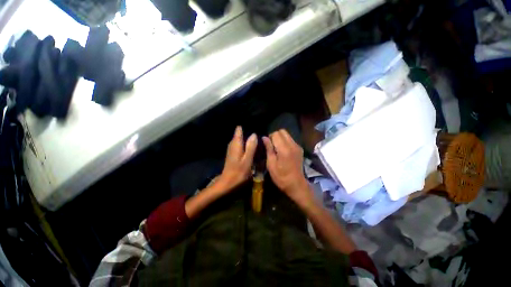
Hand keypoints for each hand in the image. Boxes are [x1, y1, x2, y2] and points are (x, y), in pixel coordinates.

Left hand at [218, 126, 257, 191]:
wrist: (227, 182)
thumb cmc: (239, 172)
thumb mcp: (247, 160)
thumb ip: (251, 147)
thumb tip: (254, 134)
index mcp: (236, 144)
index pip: (238, 130)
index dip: (244, 126)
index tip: (252, 121)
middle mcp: (232, 144)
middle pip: (238, 133)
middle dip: (245, 130)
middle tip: (255, 126)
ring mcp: (231, 149)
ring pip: (237, 138)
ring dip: (244, 135)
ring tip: (253, 133)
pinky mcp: (232, 153)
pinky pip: (238, 143)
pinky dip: (242, 141)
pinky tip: (248, 143)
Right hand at [262, 130, 310, 203]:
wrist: (296, 184)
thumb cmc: (281, 177)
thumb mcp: (271, 164)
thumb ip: (268, 149)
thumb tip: (264, 137)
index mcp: (284, 149)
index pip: (276, 134)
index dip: (270, 137)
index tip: (267, 144)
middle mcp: (292, 145)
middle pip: (283, 131)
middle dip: (275, 135)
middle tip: (271, 145)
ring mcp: (297, 146)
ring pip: (287, 135)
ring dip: (281, 138)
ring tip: (277, 148)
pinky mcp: (300, 149)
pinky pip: (291, 140)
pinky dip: (285, 142)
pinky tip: (283, 151)